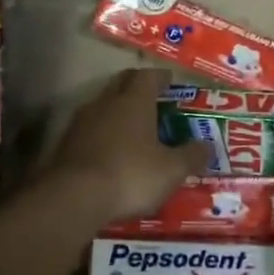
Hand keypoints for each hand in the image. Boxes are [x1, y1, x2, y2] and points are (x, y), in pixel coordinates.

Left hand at [45, 68, 211, 225]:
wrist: (74, 197)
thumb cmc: (131, 175)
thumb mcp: (172, 170)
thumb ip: (191, 156)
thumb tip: (207, 146)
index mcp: (134, 101)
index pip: (148, 76)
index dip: (161, 77)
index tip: (171, 81)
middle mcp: (106, 103)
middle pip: (122, 83)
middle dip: (137, 87)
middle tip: (153, 98)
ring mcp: (81, 122)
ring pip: (102, 106)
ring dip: (117, 111)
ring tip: (132, 127)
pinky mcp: (65, 144)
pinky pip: (89, 129)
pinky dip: (102, 134)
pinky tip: (110, 151)